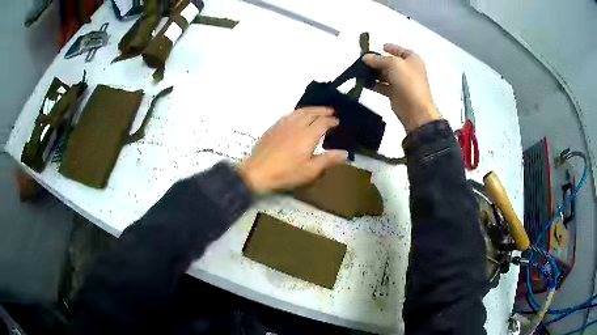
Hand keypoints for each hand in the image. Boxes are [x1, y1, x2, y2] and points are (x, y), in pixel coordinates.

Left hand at [237, 107, 346, 193]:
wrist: (258, 172)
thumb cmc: (286, 173)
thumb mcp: (310, 171)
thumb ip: (328, 160)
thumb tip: (344, 153)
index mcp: (308, 135)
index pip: (323, 122)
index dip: (332, 121)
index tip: (338, 122)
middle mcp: (297, 125)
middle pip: (312, 113)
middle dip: (323, 111)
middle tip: (331, 112)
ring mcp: (283, 124)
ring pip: (300, 111)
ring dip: (311, 109)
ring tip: (317, 110)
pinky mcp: (274, 127)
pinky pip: (289, 114)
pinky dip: (298, 112)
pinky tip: (298, 116)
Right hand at [364, 44, 440, 131]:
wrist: (415, 109)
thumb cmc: (408, 81)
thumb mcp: (393, 64)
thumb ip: (378, 59)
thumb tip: (365, 58)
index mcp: (413, 60)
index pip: (402, 51)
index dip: (392, 48)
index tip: (381, 46)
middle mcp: (409, 70)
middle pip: (392, 62)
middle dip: (379, 61)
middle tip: (364, 60)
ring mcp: (402, 83)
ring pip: (386, 74)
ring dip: (375, 73)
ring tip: (361, 71)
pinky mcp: (396, 94)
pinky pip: (383, 86)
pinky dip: (375, 84)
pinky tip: (364, 83)